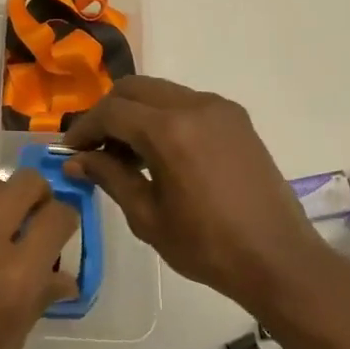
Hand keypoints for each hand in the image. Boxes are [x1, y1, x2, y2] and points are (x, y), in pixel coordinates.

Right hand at [64, 76, 337, 313]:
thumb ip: (110, 177)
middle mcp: (194, 105)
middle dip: (108, 113)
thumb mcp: (148, 217)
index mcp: (170, 130)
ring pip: (161, 92)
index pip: (112, 111)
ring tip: (127, 154)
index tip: (70, 151)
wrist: (279, 259)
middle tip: (95, 148)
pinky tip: (161, 153)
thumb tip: (75, 161)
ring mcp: (219, 108)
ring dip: (136, 113)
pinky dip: (164, 117)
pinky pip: (187, 103)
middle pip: (134, 89)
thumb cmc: (208, 246)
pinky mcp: (236, 118)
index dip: (84, 128)